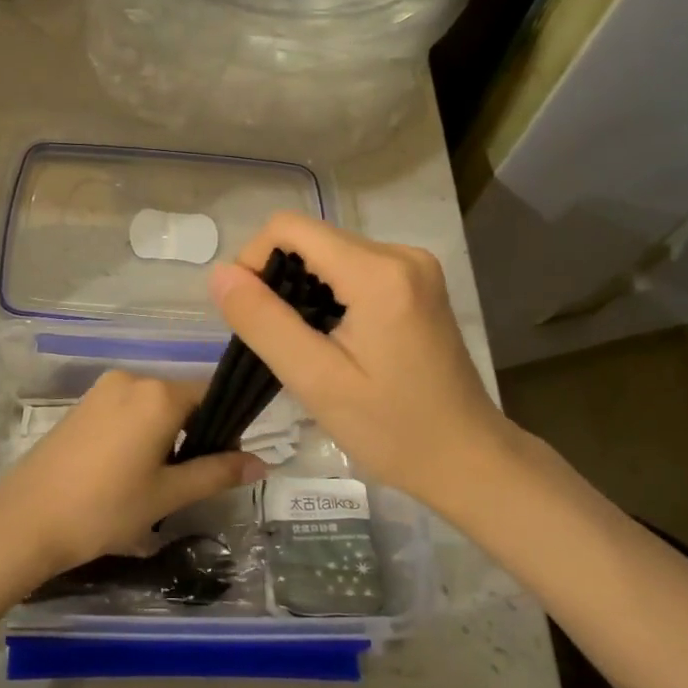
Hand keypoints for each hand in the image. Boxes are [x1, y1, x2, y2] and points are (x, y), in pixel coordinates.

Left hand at [0, 372, 265, 580]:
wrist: (25, 520)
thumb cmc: (104, 508)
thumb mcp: (167, 495)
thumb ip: (217, 473)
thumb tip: (262, 462)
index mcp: (158, 393)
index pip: (210, 395)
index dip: (225, 427)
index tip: (224, 462)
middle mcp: (131, 378)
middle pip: (180, 399)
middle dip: (193, 433)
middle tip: (188, 481)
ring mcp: (102, 390)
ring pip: (152, 406)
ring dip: (164, 435)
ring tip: (156, 481)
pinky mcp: (81, 405)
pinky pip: (125, 409)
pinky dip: (138, 432)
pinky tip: (126, 471)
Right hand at [208, 212, 523, 509]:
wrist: (467, 458)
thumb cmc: (392, 429)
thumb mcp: (316, 380)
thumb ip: (264, 321)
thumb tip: (220, 273)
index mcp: (378, 272)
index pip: (289, 228)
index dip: (254, 260)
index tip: (250, 314)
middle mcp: (401, 254)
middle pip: (311, 240)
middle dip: (279, 280)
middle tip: (280, 342)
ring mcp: (414, 267)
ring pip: (330, 254)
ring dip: (303, 290)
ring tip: (306, 346)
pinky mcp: (417, 283)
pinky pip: (354, 269)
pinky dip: (329, 295)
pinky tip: (333, 340)